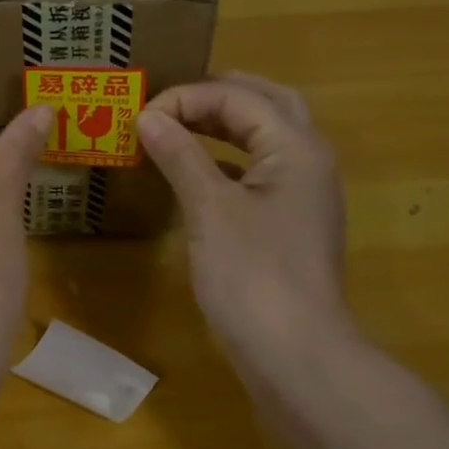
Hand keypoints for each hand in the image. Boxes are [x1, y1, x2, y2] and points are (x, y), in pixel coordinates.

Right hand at [137, 73, 356, 374]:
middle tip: (170, 100)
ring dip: (225, 124)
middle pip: (265, 104)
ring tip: (179, 124)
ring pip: (265, 137)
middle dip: (217, 95)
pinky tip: (197, 171)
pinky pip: (259, 171)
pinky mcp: (289, 222)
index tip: (140, 116)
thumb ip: (180, 155)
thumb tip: (148, 117)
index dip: (186, 97)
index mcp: (295, 146)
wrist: (295, 353)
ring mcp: (302, 193)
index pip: (238, 96)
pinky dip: (228, 159)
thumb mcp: (210, 209)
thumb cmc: (252, 275)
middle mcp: (308, 159)